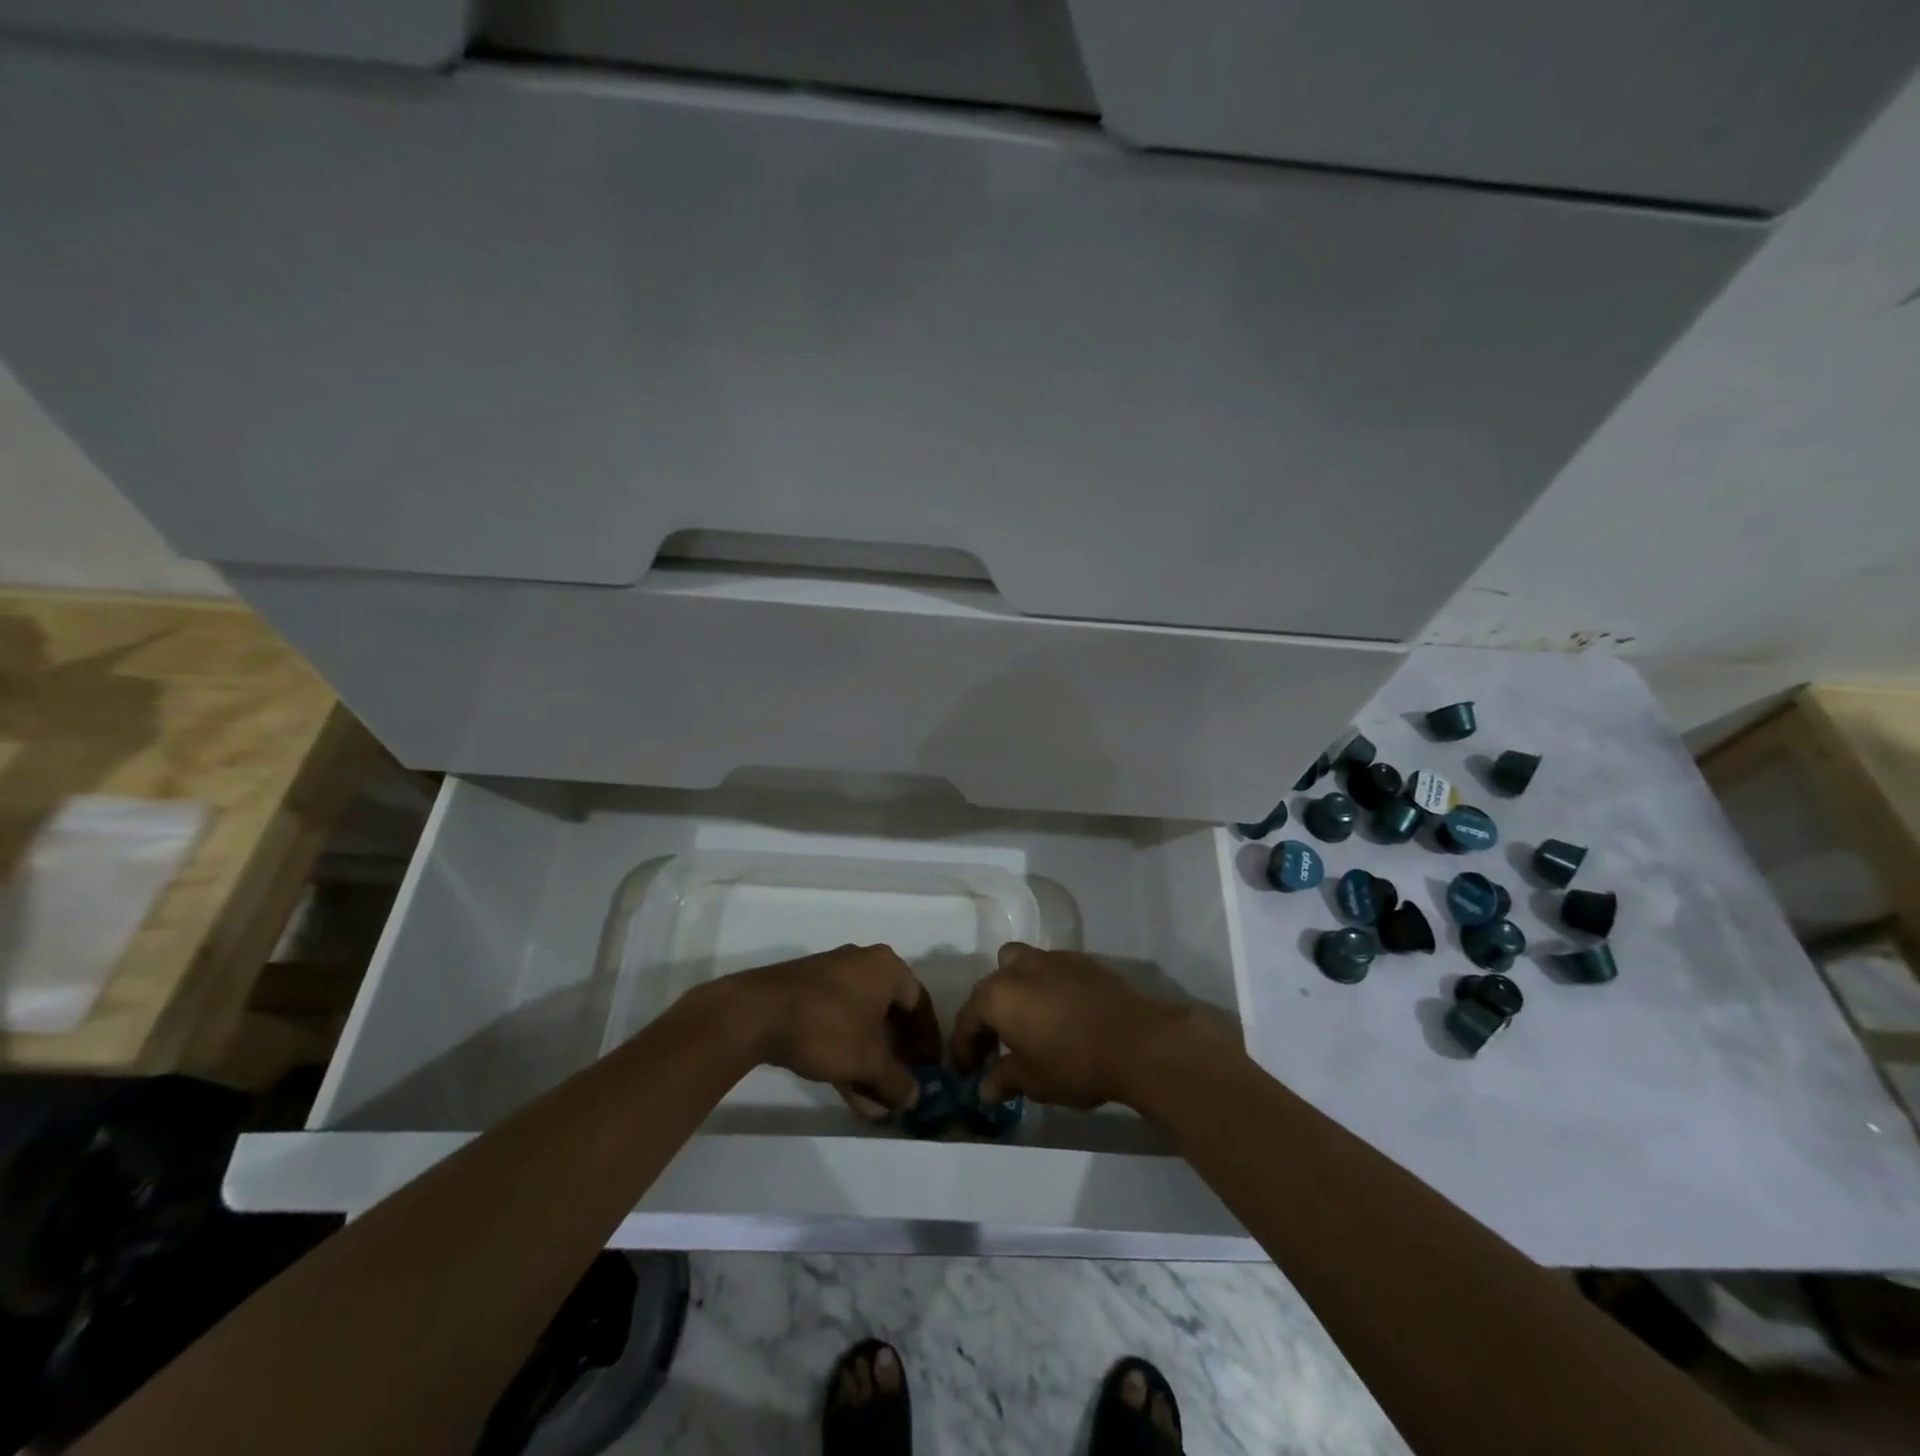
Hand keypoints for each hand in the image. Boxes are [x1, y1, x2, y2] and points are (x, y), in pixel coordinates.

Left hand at [723, 944, 927, 1116]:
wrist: (756, 1013)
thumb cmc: (827, 1027)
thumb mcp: (867, 1060)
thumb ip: (896, 1081)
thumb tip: (915, 1098)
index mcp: (886, 968)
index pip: (919, 1004)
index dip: (928, 1040)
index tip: (931, 1069)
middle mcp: (863, 965)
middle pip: (890, 1014)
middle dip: (897, 1056)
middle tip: (903, 1085)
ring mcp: (831, 978)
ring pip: (862, 1024)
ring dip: (871, 1063)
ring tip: (876, 1104)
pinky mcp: (806, 995)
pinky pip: (839, 1025)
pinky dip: (848, 1055)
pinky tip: (850, 1094)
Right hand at [950, 943, 1212, 1109]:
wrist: (1136, 1041)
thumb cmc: (1074, 1063)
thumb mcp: (1033, 1080)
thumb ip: (1004, 1078)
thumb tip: (985, 1088)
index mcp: (997, 996)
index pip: (967, 1020)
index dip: (963, 1049)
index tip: (966, 1072)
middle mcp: (1017, 969)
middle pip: (989, 989)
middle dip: (986, 1018)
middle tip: (993, 1049)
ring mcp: (1050, 959)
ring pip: (1017, 965)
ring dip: (1013, 989)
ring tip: (1024, 1020)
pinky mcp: (1079, 960)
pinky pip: (1048, 969)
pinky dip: (1042, 986)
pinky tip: (1057, 1012)